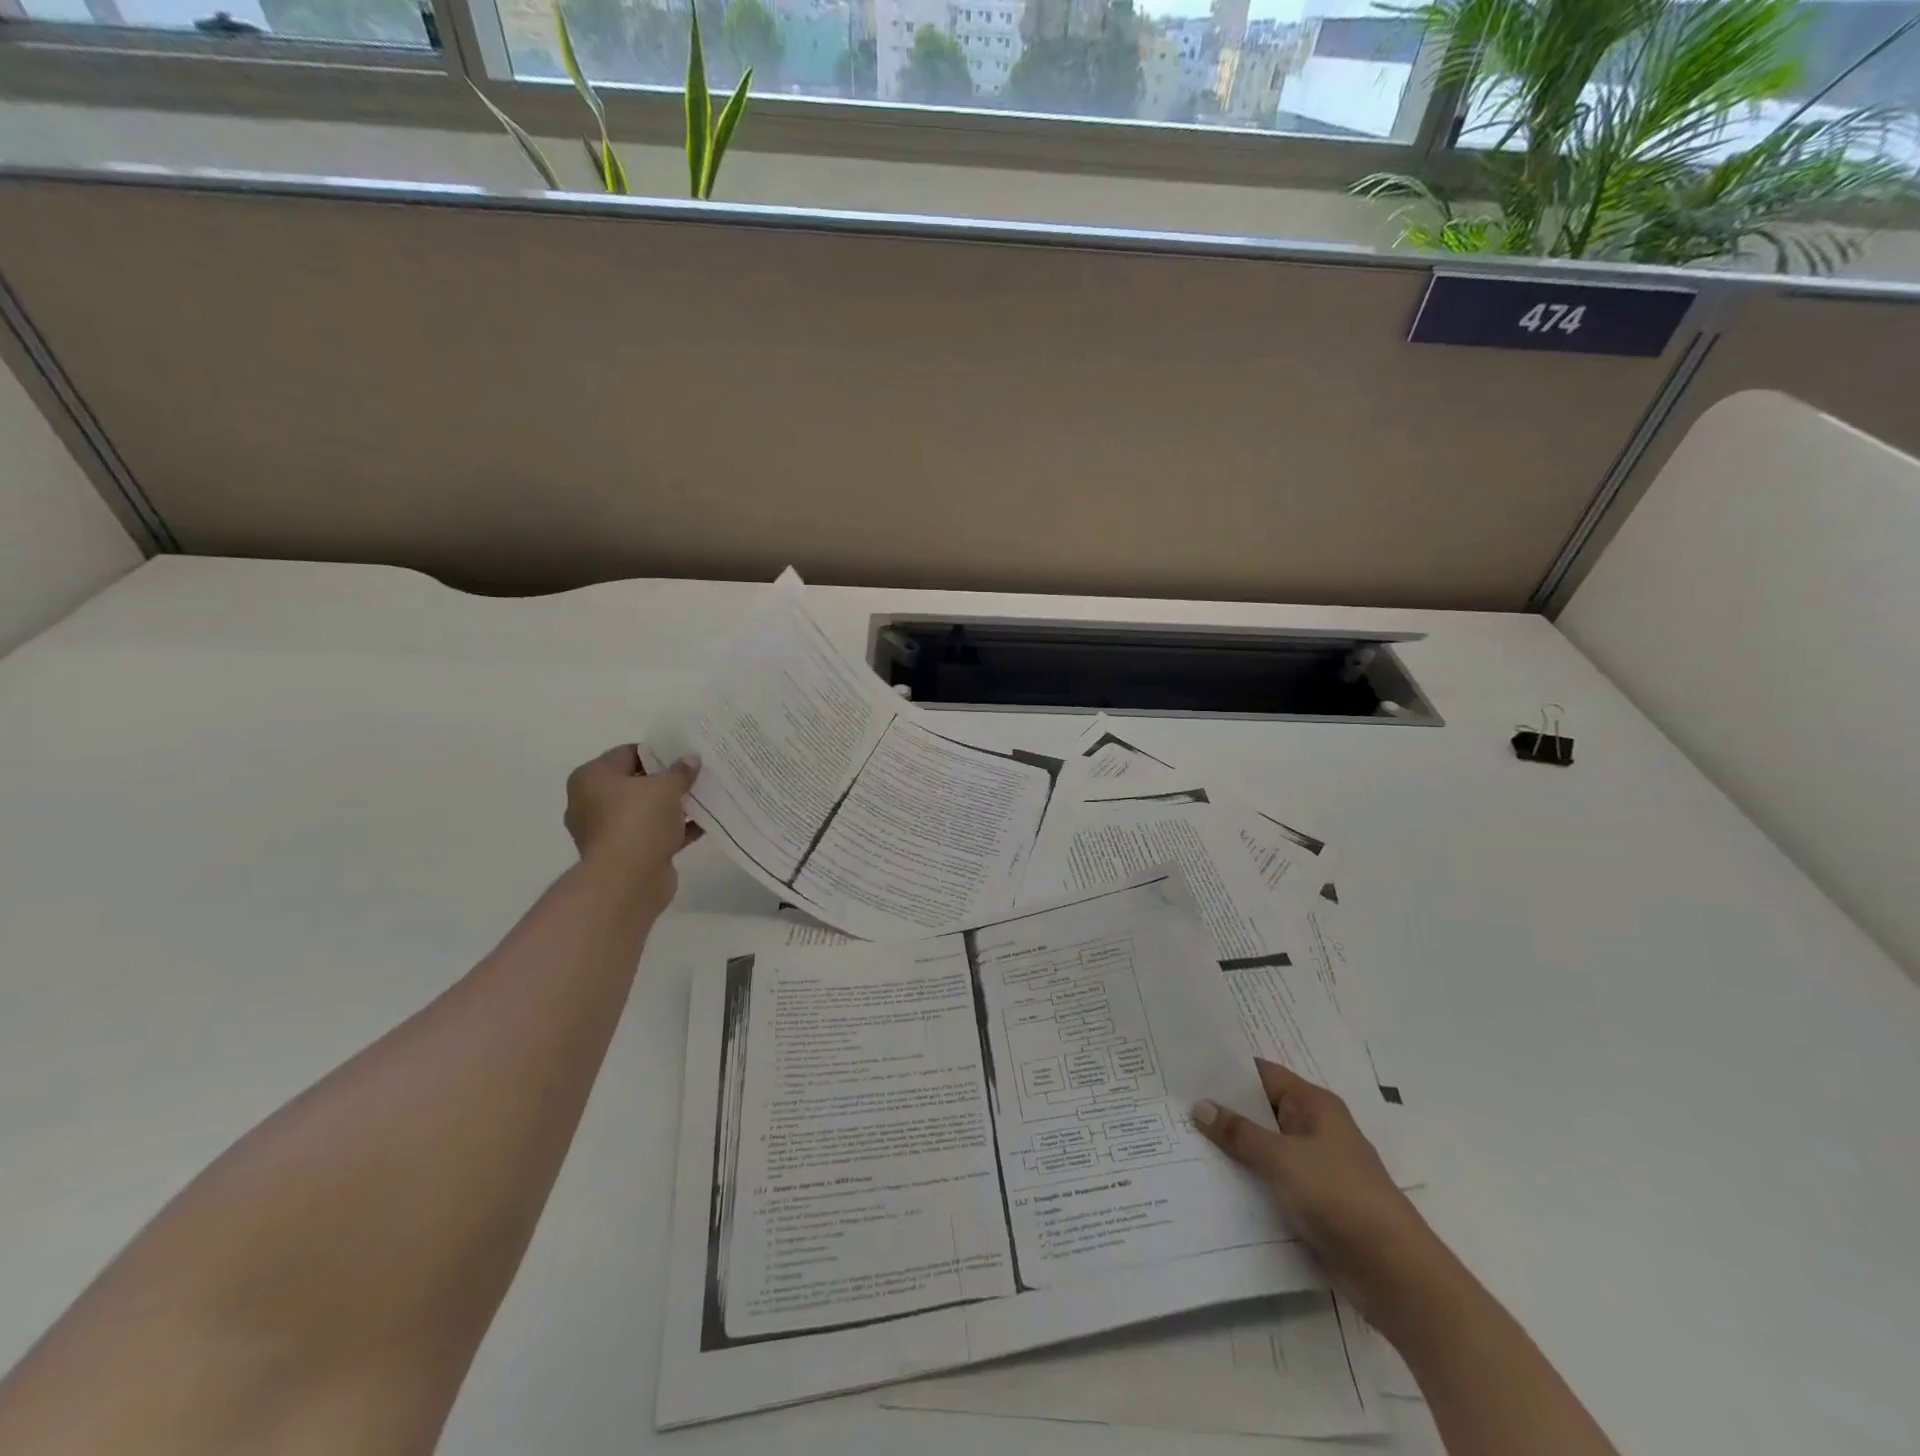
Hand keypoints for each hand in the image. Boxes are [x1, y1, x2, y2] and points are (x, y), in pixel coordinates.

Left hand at [563, 746, 701, 915]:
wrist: (627, 881)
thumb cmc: (638, 821)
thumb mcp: (666, 787)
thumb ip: (680, 771)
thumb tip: (690, 760)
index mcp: (592, 778)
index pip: (627, 753)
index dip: (658, 753)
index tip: (684, 756)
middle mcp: (592, 803)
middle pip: (635, 783)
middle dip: (666, 781)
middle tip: (696, 776)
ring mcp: (607, 831)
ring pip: (645, 811)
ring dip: (672, 807)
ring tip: (704, 799)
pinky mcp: (624, 854)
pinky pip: (652, 834)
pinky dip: (674, 830)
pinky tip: (702, 825)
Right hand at [1193, 1059, 1435, 1314]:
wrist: (1396, 1274)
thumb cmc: (1340, 1197)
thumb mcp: (1282, 1159)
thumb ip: (1238, 1132)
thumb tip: (1199, 1105)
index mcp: (1314, 1105)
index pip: (1262, 1074)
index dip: (1226, 1070)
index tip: (1186, 1068)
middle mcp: (1314, 1129)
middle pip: (1261, 1110)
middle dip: (1223, 1109)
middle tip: (1174, 1103)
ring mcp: (1315, 1167)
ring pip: (1264, 1147)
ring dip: (1233, 1147)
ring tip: (1182, 1139)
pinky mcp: (1314, 1202)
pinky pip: (1272, 1179)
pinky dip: (1248, 1178)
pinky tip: (1213, 1181)